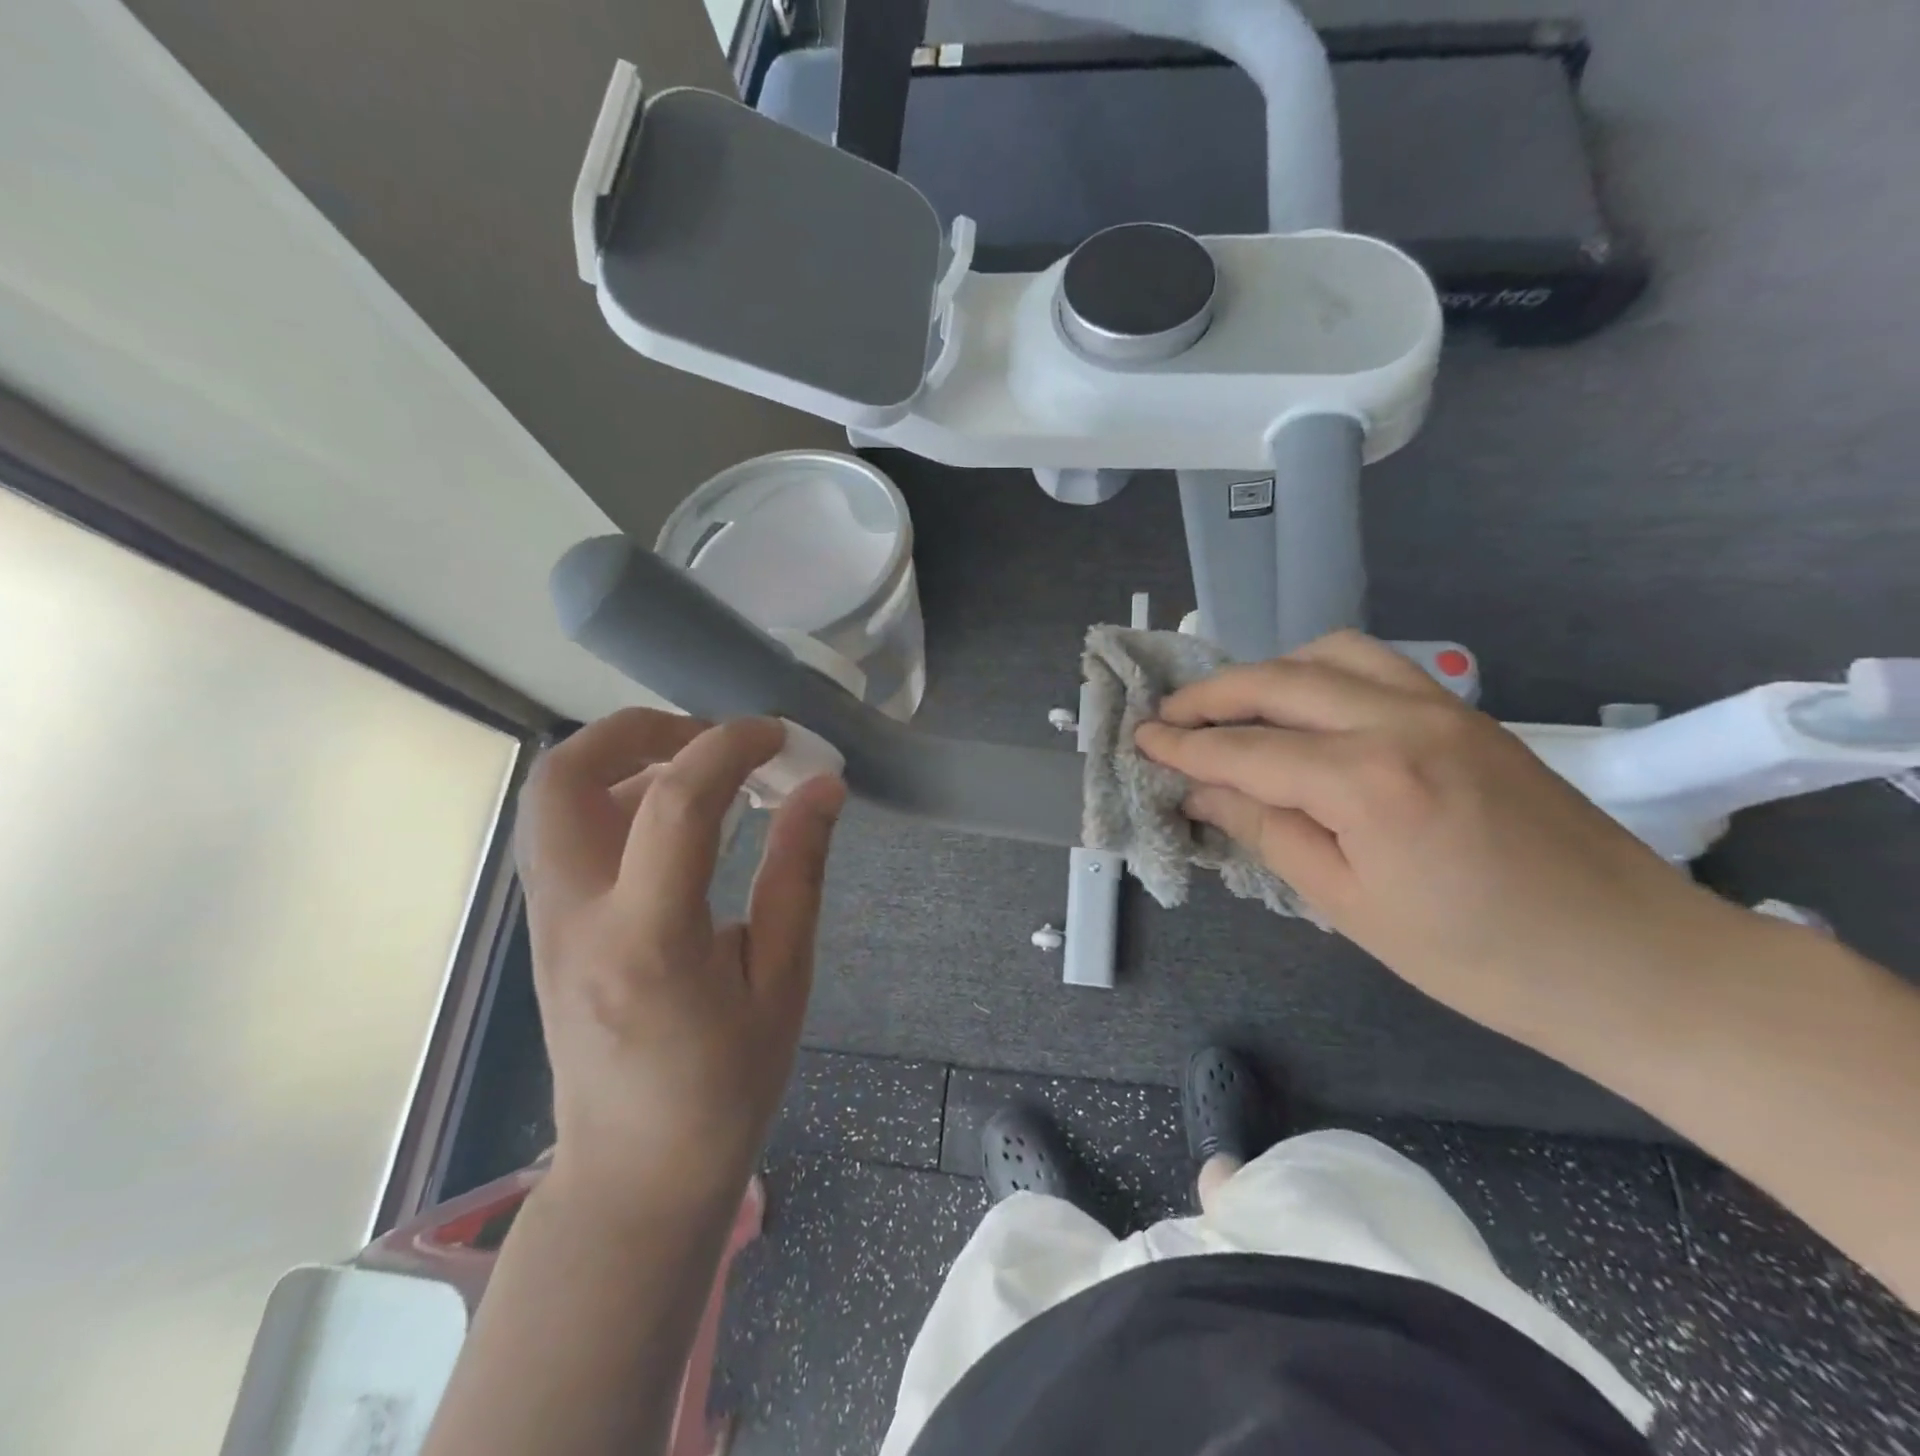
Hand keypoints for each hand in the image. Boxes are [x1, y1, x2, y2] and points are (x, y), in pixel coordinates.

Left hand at [515, 710, 844, 1216]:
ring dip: (622, 758)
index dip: (731, 747)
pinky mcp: (545, 929)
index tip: (779, 735)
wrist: (636, 1174)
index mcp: (648, 939)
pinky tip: (675, 823)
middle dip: (640, 729)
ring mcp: (547, 923)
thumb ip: (798, 874)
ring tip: (701, 774)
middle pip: (565, 776)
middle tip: (714, 739)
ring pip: (551, 798)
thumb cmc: (726, 1088)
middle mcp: (577, 918)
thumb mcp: (784, 982)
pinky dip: (613, 796)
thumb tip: (822, 787)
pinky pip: (562, 831)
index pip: (676, 804)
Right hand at [1135, 632, 1744, 1042]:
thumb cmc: (1480, 959)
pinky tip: (1306, 707)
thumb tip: (1202, 794)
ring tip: (1234, 707)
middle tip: (1168, 716)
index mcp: (1367, 782)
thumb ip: (1268, 832)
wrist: (1636, 962)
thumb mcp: (1349, 907)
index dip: (1185, 746)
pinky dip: (1322, 672)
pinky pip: (1377, 665)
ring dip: (1268, 672)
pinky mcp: (1467, 714)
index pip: (1247, 750)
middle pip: (1279, 683)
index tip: (1140, 739)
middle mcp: (1400, 722)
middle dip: (1211, 696)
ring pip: (1330, 655)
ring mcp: (1442, 708)